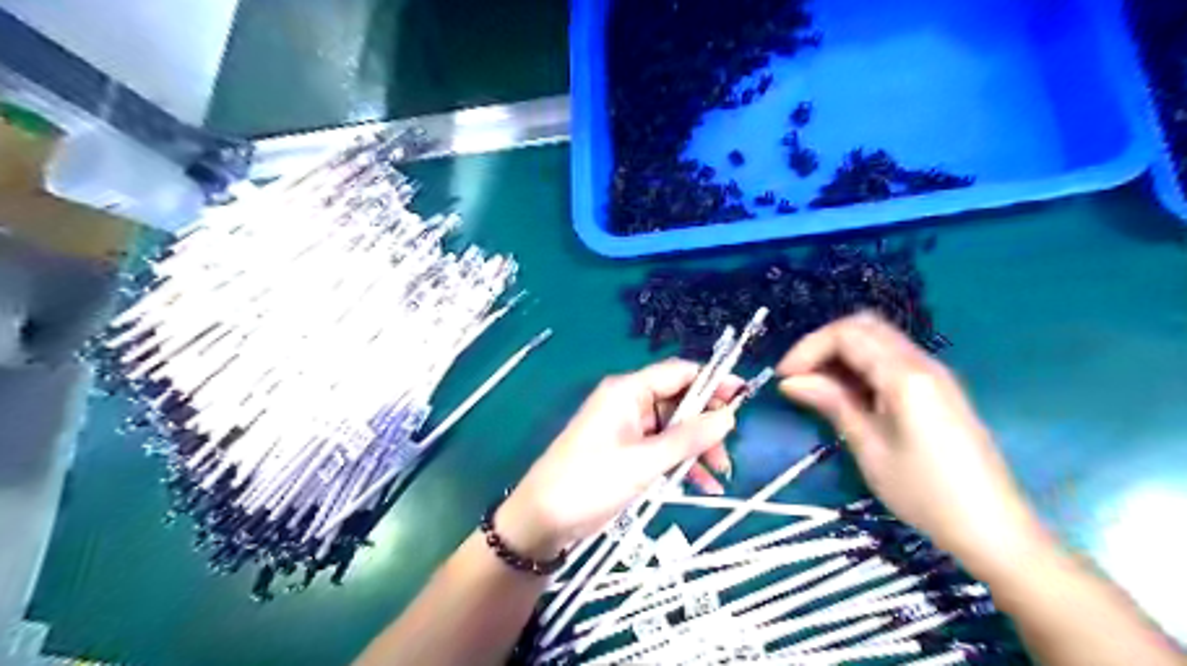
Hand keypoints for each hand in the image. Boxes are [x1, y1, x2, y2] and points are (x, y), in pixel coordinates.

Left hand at [500, 360, 739, 557]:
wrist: (543, 519)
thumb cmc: (590, 482)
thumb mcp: (643, 462)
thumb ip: (687, 439)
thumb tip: (728, 417)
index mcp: (628, 391)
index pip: (678, 373)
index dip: (713, 381)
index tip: (744, 397)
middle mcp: (629, 403)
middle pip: (679, 401)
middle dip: (706, 425)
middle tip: (728, 452)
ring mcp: (627, 428)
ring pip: (674, 428)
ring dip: (697, 448)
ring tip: (719, 475)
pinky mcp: (626, 452)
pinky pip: (662, 448)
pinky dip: (681, 462)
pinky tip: (701, 485)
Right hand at [780, 311, 1045, 577]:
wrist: (993, 529)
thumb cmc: (925, 493)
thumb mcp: (870, 449)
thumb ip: (832, 404)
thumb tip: (791, 381)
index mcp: (906, 376)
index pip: (848, 335)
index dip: (808, 348)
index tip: (784, 377)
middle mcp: (922, 363)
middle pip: (864, 327)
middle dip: (823, 344)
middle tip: (798, 377)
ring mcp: (933, 374)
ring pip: (877, 340)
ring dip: (841, 354)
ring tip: (816, 387)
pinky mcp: (936, 389)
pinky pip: (890, 360)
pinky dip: (861, 366)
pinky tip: (847, 395)